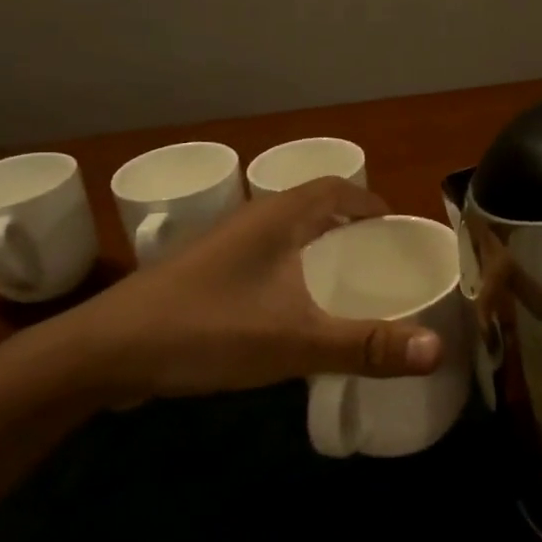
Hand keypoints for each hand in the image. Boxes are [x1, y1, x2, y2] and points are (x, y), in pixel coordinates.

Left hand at [55, 178, 444, 404]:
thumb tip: (438, 348)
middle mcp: (251, 221)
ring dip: (318, 248)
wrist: (103, 353)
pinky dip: (290, 272)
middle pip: (312, 207)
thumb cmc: (204, 330)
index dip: (370, 201)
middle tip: (380, 260)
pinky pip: (263, 260)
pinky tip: (293, 310)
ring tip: (346, 283)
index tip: (398, 229)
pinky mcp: (204, 276)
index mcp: (278, 218)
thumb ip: (366, 346)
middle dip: (350, 226)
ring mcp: (223, 248)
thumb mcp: (294, 342)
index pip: (336, 187)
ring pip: (284, 235)